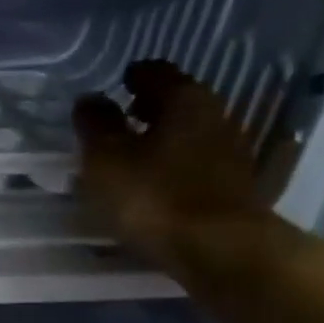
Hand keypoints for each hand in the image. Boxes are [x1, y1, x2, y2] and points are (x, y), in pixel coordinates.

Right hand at [74, 60, 270, 273]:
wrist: (218, 249)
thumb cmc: (153, 196)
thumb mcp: (107, 159)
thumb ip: (95, 125)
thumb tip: (90, 99)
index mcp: (184, 100)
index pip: (157, 73)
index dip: (134, 76)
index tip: (118, 83)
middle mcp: (215, 116)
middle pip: (179, 102)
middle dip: (150, 107)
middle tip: (123, 116)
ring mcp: (230, 153)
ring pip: (190, 134)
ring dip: (164, 139)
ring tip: (134, 154)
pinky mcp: (233, 187)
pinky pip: (197, 164)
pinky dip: (176, 165)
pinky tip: (157, 182)